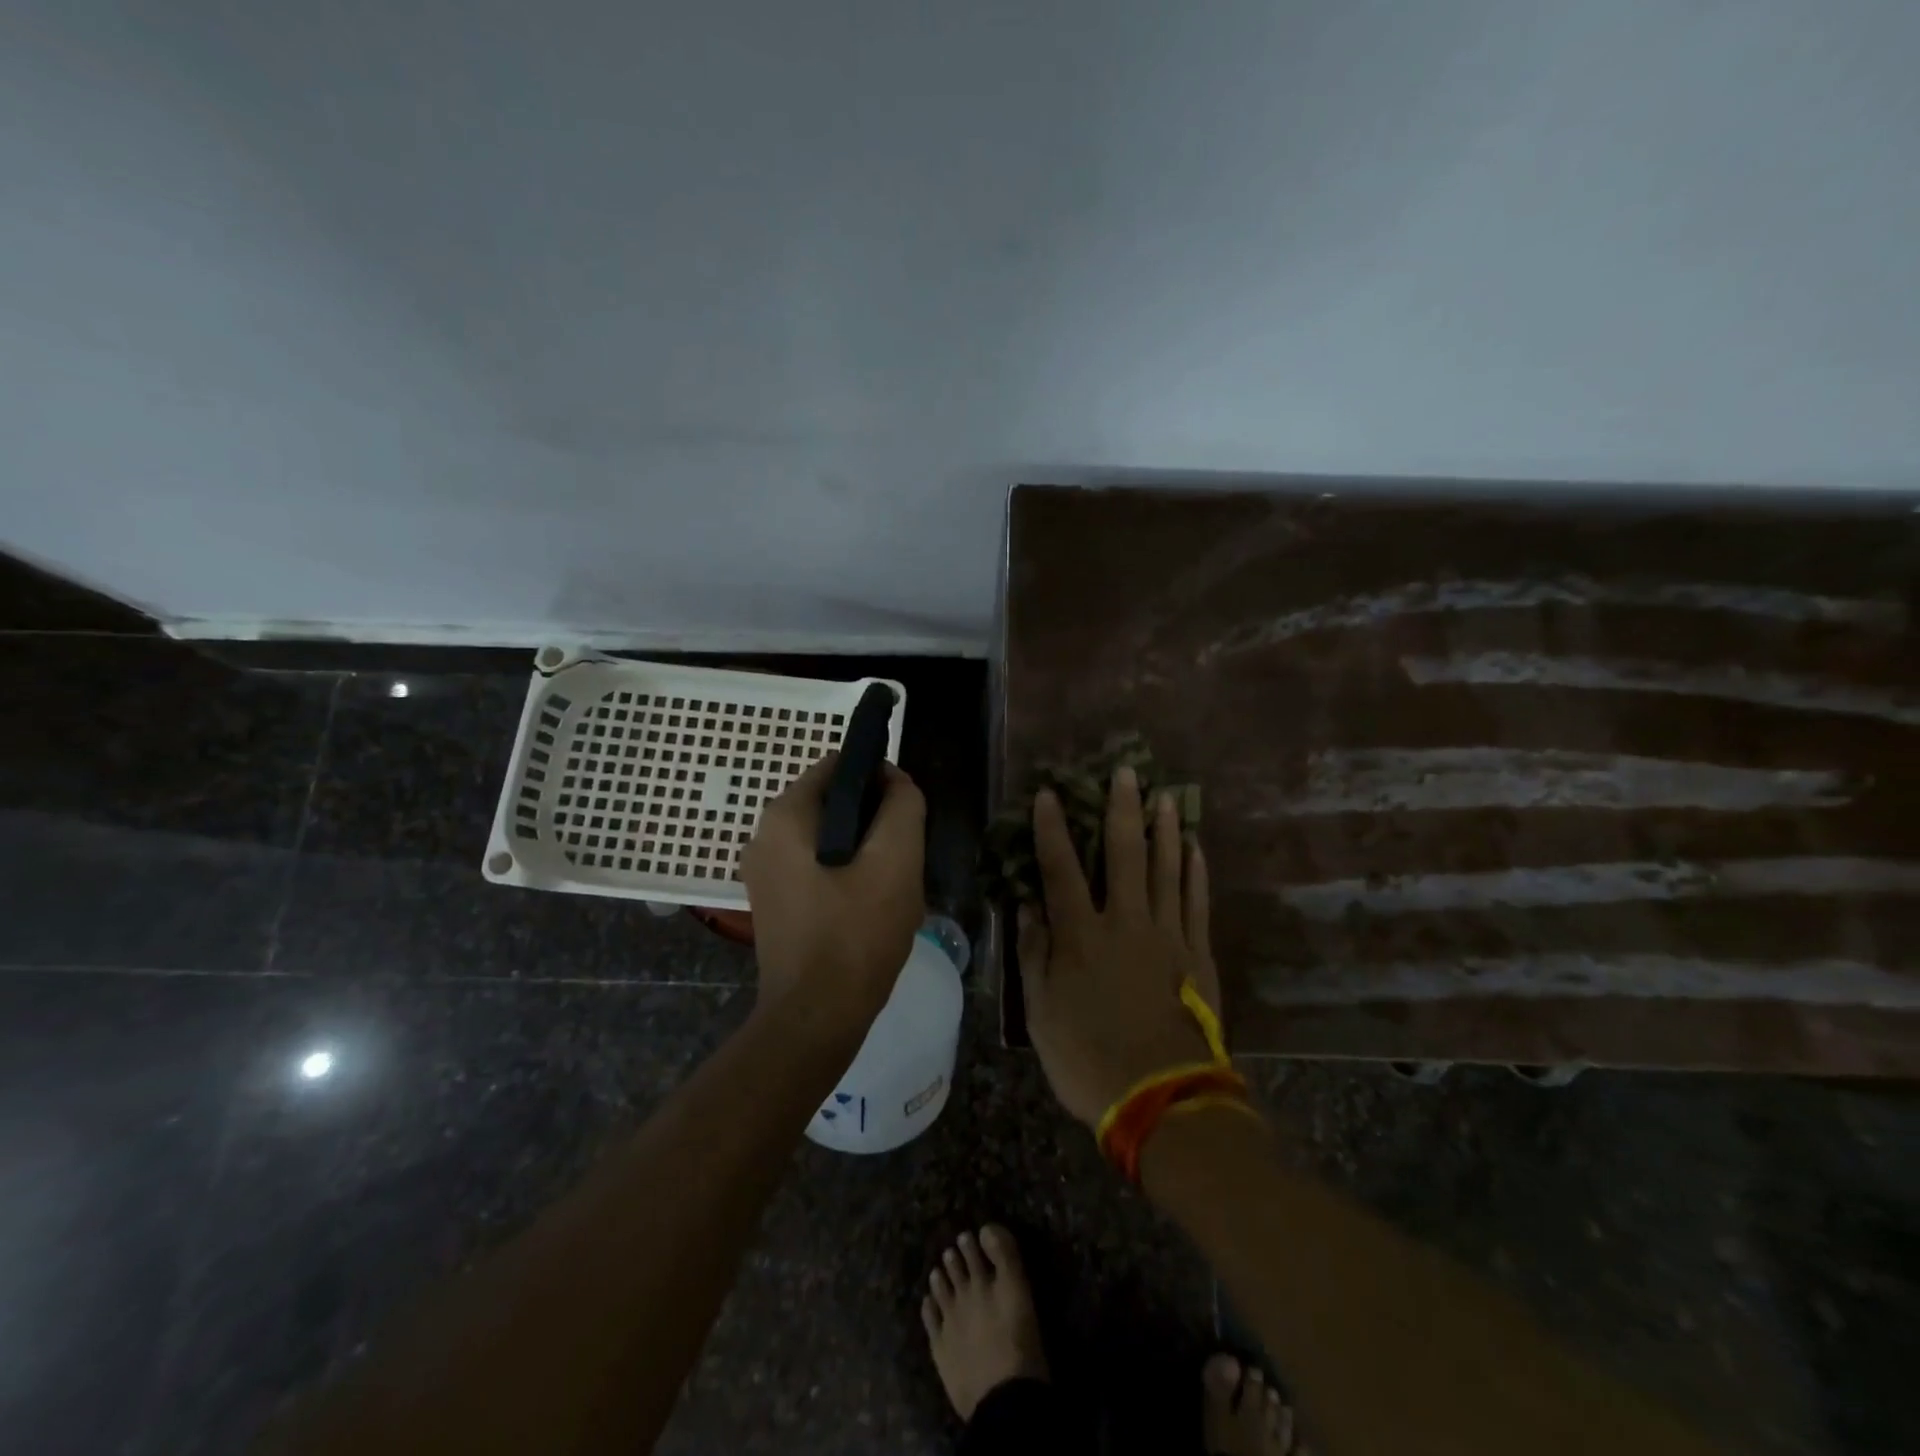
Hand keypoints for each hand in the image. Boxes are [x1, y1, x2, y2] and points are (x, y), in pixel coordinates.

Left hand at [740, 753, 926, 1036]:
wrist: (816, 1017)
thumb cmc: (856, 933)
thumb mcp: (896, 860)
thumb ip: (902, 806)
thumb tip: (895, 780)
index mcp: (785, 816)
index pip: (838, 765)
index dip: (879, 777)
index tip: (906, 812)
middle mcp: (764, 836)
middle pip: (834, 803)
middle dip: (874, 822)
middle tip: (903, 859)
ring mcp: (765, 873)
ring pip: (830, 839)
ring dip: (865, 853)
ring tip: (890, 889)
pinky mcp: (774, 903)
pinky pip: (818, 869)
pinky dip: (846, 877)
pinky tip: (870, 909)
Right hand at [1021, 766, 1219, 1126]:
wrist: (1161, 1097)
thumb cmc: (1087, 1056)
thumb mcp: (1040, 1011)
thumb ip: (1034, 953)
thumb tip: (1027, 905)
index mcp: (1081, 935)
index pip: (1061, 868)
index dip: (1052, 829)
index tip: (1048, 794)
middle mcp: (1125, 922)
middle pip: (1124, 854)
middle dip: (1122, 809)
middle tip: (1127, 771)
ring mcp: (1167, 935)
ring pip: (1167, 869)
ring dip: (1165, 829)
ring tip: (1165, 796)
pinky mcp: (1198, 953)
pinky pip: (1197, 901)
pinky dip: (1195, 871)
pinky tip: (1195, 847)